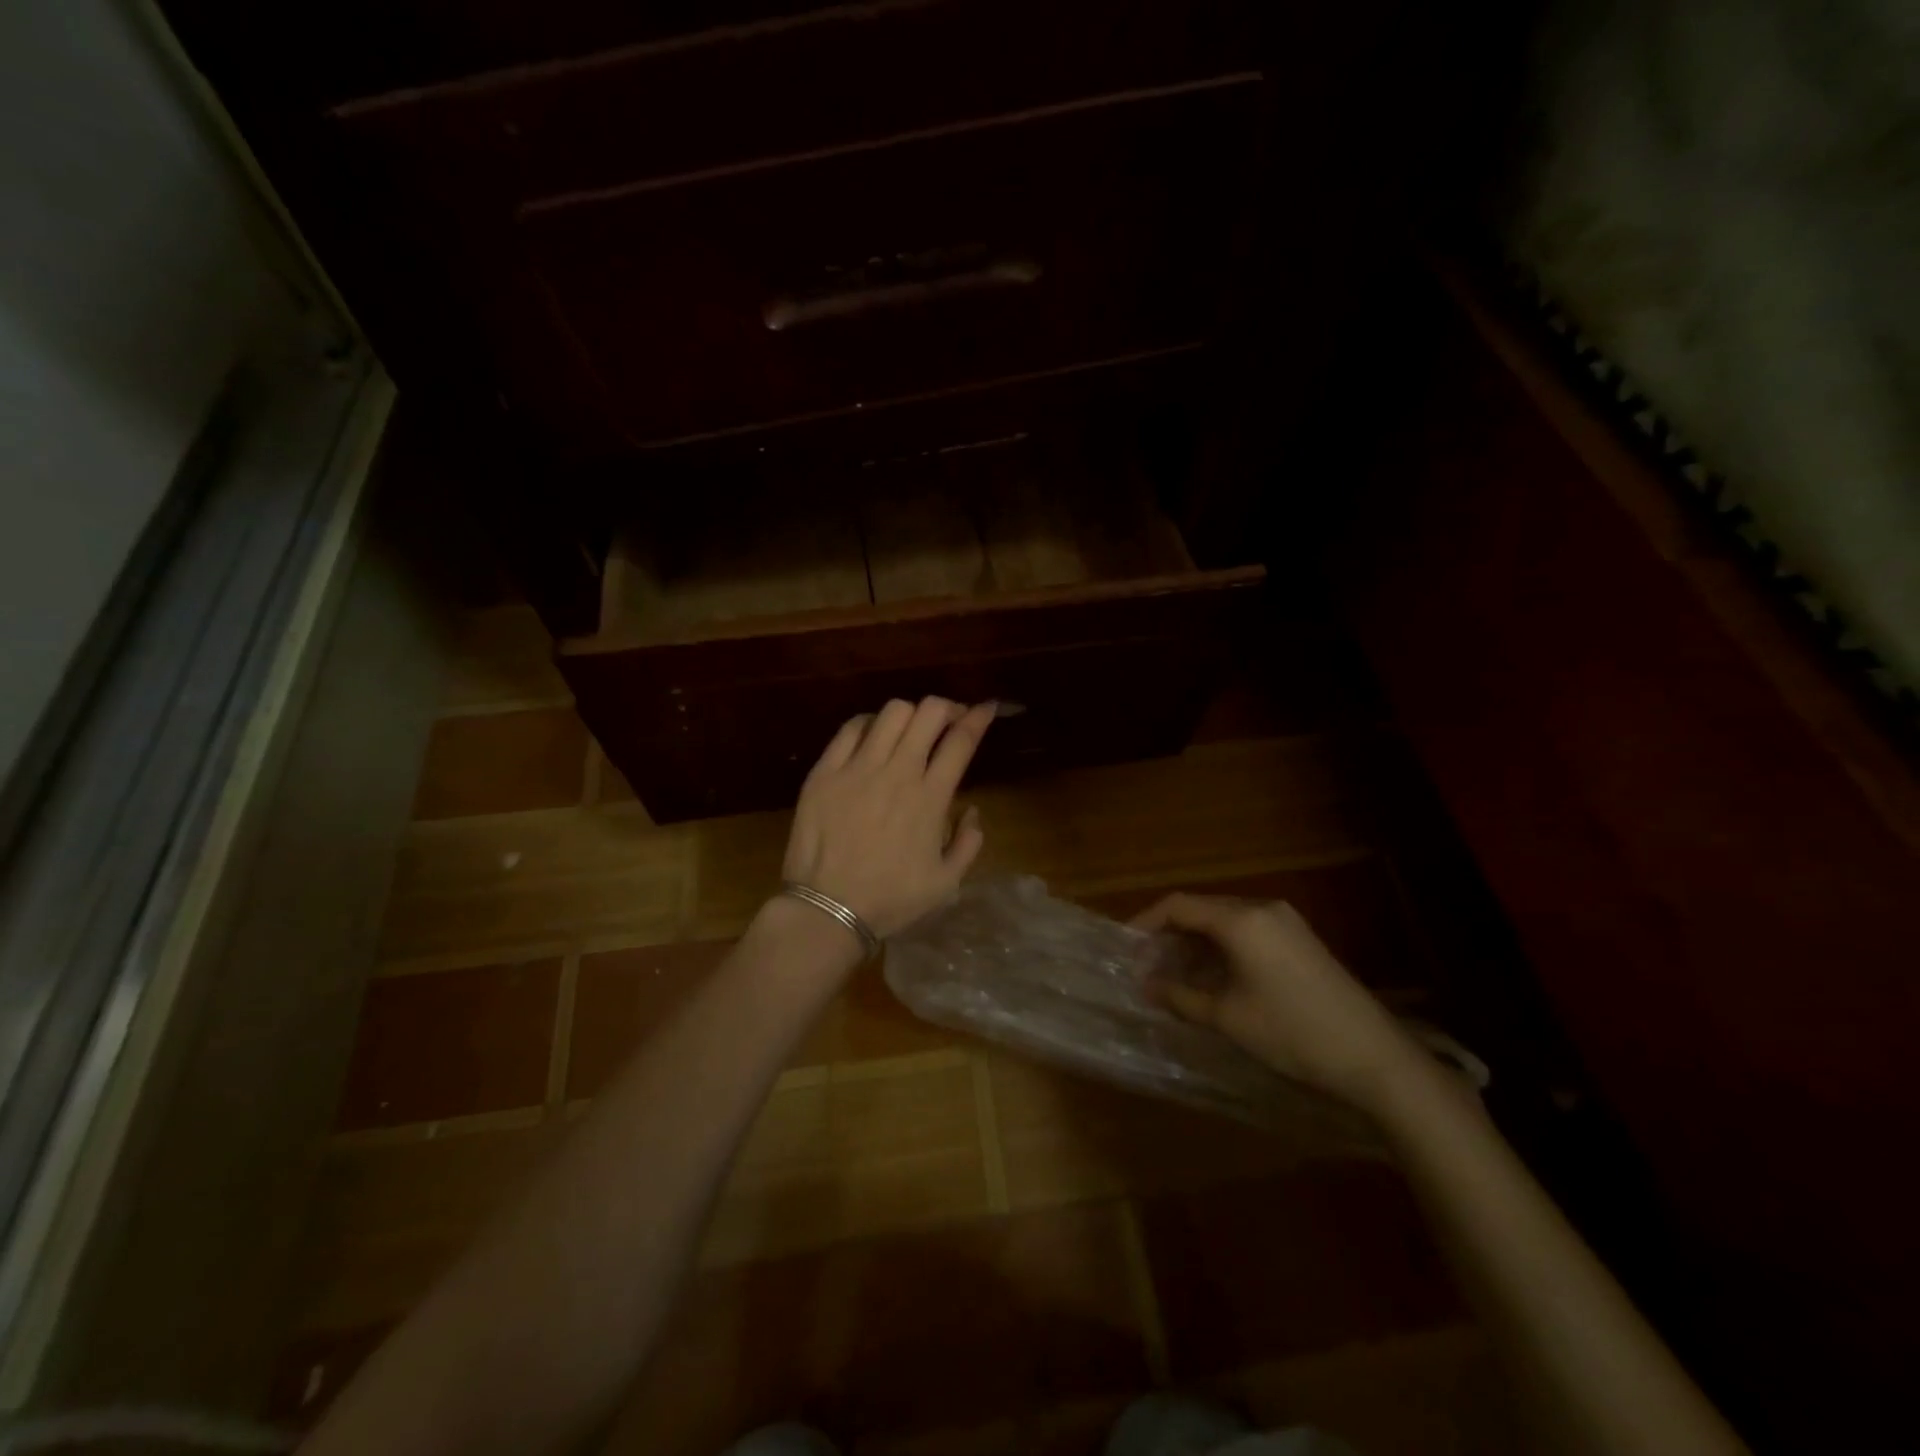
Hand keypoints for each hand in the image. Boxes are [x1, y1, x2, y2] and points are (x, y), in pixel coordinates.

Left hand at [782, 697, 995, 938]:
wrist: (828, 910)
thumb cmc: (890, 899)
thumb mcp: (946, 883)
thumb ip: (968, 843)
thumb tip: (971, 811)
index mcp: (931, 797)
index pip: (961, 740)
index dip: (977, 717)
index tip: (986, 708)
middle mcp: (898, 772)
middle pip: (928, 712)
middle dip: (946, 707)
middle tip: (948, 720)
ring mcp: (858, 768)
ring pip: (891, 712)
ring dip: (910, 714)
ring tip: (910, 730)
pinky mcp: (825, 771)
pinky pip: (850, 729)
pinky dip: (869, 723)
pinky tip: (872, 736)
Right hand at [1135, 894, 1425, 1114]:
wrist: (1375, 1057)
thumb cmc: (1292, 1032)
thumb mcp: (1228, 1017)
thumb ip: (1181, 997)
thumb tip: (1145, 986)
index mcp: (1241, 919)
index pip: (1178, 905)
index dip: (1145, 923)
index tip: (1124, 948)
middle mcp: (1262, 908)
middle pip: (1201, 909)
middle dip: (1169, 936)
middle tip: (1146, 967)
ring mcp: (1286, 923)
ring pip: (1224, 922)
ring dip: (1195, 945)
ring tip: (1173, 977)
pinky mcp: (1300, 940)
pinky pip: (1247, 933)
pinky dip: (1221, 950)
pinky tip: (1212, 980)